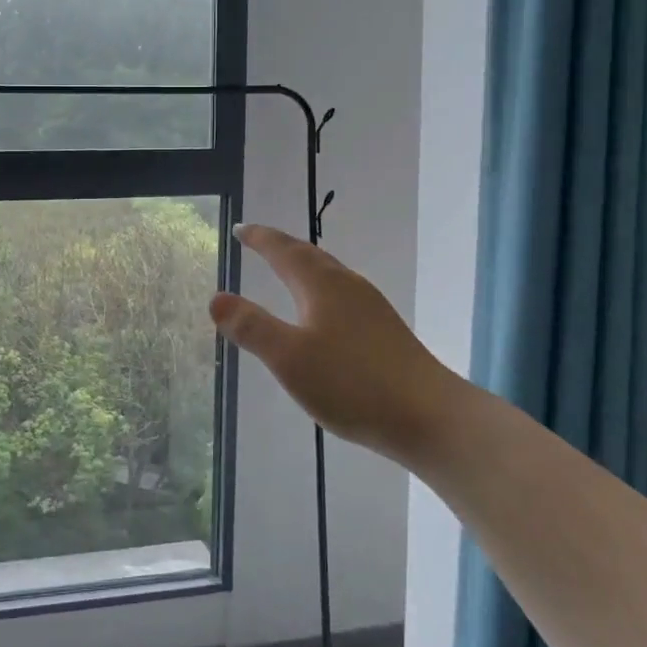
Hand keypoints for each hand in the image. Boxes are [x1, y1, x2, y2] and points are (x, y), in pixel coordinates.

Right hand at [210, 224, 458, 466]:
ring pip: (330, 274)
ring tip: (287, 270)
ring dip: (303, 266)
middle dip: (282, 247)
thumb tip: (216, 297)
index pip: (284, 251)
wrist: (430, 416)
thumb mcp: (289, 358)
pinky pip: (342, 294)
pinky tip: (324, 314)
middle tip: (258, 241)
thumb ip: (252, 327)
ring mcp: (371, 308)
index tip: (240, 229)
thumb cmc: (353, 383)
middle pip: (310, 256)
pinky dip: (320, 289)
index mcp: (322, 285)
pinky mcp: (385, 331)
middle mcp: (348, 286)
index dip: (260, 239)